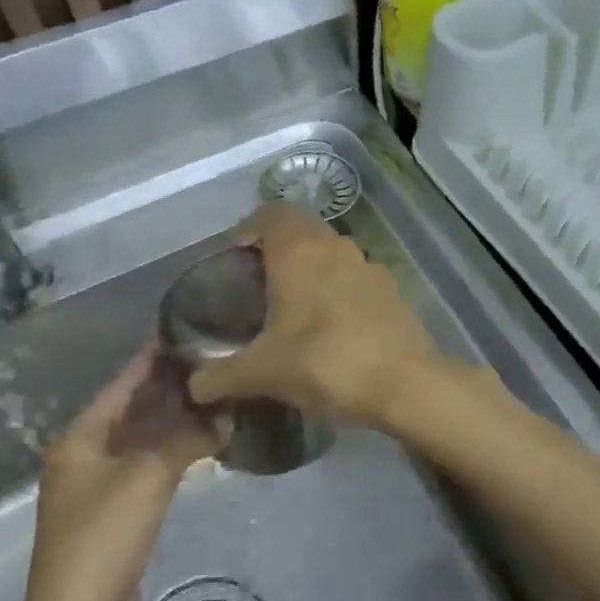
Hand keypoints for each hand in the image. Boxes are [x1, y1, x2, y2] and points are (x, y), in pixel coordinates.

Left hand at [15, 347, 219, 600]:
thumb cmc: (105, 536)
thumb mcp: (149, 477)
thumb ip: (189, 440)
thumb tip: (226, 418)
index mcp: (79, 440)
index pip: (120, 386)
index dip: (150, 360)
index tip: (183, 332)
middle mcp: (84, 459)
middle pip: (131, 412)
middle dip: (168, 390)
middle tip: (212, 364)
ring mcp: (99, 490)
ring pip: (142, 443)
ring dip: (174, 424)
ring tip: (215, 397)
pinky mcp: (116, 518)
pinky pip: (148, 471)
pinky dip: (173, 455)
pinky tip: (203, 446)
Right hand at [188, 204, 438, 429]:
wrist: (405, 383)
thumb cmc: (326, 363)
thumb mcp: (263, 373)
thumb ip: (220, 376)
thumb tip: (193, 387)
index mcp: (300, 251)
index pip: (271, 213)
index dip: (249, 227)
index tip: (234, 255)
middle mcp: (336, 247)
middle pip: (301, 230)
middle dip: (277, 249)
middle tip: (257, 284)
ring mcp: (369, 266)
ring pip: (331, 253)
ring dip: (310, 269)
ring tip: (291, 306)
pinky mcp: (391, 290)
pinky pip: (354, 278)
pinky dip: (337, 289)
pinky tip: (330, 326)